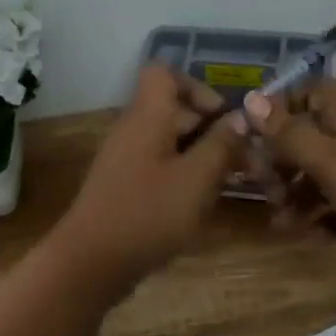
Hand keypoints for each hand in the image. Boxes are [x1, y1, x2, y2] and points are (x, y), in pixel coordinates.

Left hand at [53, 65, 246, 283]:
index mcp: (147, 116)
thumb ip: (221, 144)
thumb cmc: (148, 213)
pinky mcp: (124, 185)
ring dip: (202, 155)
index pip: (164, 73)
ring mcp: (125, 158)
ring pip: (169, 141)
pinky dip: (183, 175)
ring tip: (231, 183)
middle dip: (211, 128)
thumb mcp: (197, 178)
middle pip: (173, 109)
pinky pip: (159, 165)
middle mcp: (133, 129)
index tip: (224, 118)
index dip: (197, 87)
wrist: (91, 262)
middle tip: (245, 161)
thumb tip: (240, 117)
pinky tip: (202, 203)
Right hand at [237, 80, 335, 289]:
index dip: (278, 111)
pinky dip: (322, 221)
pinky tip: (312, 237)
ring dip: (296, 199)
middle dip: (280, 166)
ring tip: (284, 225)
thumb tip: (249, 97)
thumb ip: (287, 132)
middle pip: (305, 143)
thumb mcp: (327, 159)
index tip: (252, 136)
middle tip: (267, 191)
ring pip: (318, 180)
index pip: (306, 96)